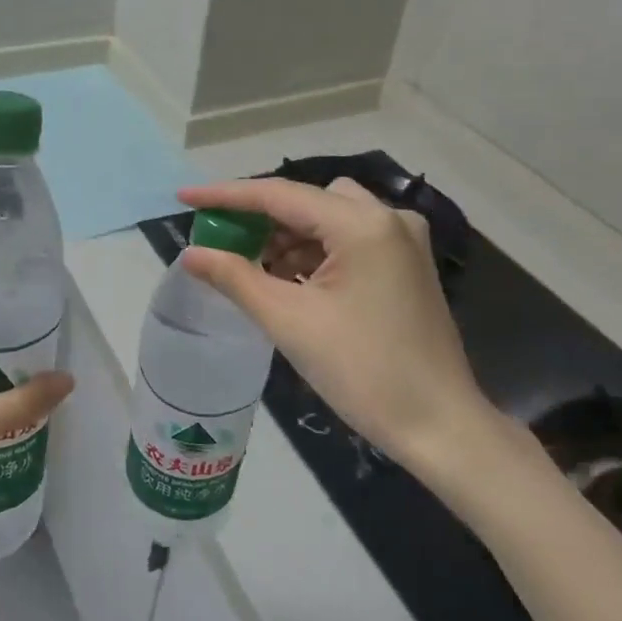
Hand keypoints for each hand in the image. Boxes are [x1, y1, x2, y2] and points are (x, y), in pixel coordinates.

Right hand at [176, 178, 540, 501]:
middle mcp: (388, 218)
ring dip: (287, 237)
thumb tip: (191, 253)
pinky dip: (313, 253)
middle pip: (306, 200)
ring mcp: (403, 240)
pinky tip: (287, 280)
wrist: (438, 425)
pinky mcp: (405, 265)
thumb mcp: (289, 321)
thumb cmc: (363, 371)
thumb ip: (235, 277)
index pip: (279, 195)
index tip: (183, 198)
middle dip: (259, 218)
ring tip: (250, 267)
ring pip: (327, 219)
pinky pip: (347, 241)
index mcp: (362, 225)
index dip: (226, 196)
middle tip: (219, 241)